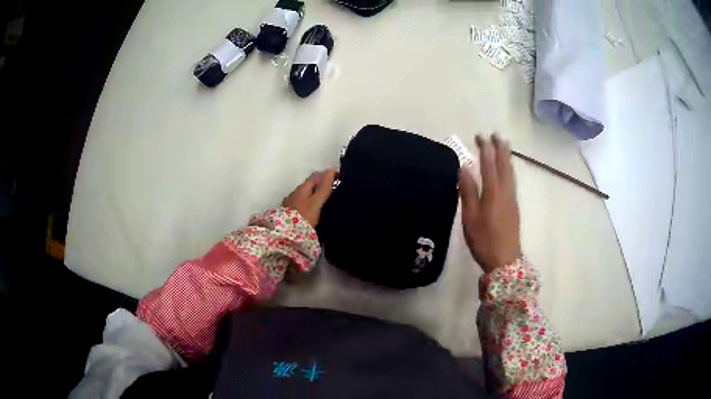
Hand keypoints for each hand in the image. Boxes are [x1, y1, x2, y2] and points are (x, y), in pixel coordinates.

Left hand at [282, 169, 336, 226]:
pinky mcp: (290, 213)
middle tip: (335, 189)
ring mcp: (291, 202)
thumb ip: (324, 188)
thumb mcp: (316, 202)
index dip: (327, 175)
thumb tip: (331, 171)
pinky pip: (303, 203)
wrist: (286, 234)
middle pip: (310, 184)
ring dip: (316, 193)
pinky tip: (315, 210)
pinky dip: (311, 202)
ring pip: (306, 194)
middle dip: (322, 184)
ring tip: (327, 200)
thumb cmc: (303, 217)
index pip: (316, 176)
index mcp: (302, 188)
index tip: (339, 178)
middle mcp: (295, 192)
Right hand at [459, 135, 521, 273]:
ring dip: (506, 157)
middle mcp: (505, 192)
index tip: (482, 136)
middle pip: (503, 166)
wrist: (505, 260)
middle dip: (499, 149)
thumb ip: (468, 192)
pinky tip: (508, 170)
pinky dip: (509, 170)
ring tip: (504, 146)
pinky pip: (512, 181)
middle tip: (496, 135)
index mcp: (493, 193)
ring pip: (510, 173)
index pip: (489, 165)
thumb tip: (463, 169)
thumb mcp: (470, 218)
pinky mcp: (514, 207)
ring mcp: (512, 199)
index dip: (485, 150)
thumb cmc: (484, 240)